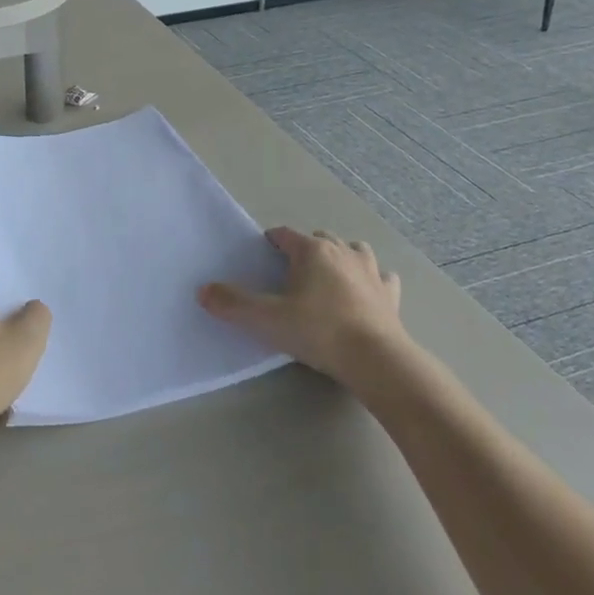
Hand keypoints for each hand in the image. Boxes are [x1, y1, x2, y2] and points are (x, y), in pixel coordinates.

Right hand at [198, 226, 408, 386]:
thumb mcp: (266, 320)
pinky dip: (372, 279)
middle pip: (320, 238)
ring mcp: (371, 271)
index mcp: (312, 251)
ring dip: (341, 256)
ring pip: (354, 249)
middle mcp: (342, 252)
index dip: (271, 241)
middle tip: (291, 272)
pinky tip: (366, 292)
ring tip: (329, 276)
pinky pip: (382, 277)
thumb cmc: (318, 331)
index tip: (262, 255)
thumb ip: (233, 304)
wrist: (375, 359)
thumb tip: (203, 290)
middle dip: (305, 248)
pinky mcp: (390, 294)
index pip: (285, 235)